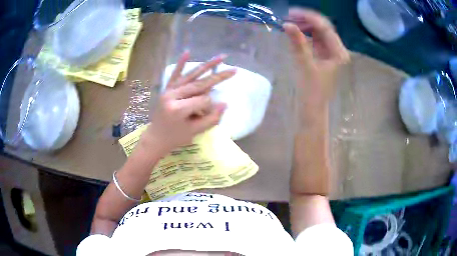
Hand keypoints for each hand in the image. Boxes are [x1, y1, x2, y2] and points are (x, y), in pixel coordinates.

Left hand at [141, 52, 235, 154]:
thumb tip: (225, 104)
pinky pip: (175, 74)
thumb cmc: (175, 138)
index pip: (203, 100)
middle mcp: (173, 96)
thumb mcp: (195, 132)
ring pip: (191, 76)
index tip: (207, 115)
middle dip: (218, 76)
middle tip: (234, 70)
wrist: (156, 137)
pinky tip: (187, 52)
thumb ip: (211, 119)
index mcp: (178, 109)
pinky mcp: (167, 88)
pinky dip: (181, 64)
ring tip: (221, 57)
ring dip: (207, 65)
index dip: (210, 107)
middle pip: (200, 84)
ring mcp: (169, 90)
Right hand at [284, 8, 349, 112]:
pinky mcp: (324, 57)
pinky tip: (296, 32)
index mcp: (338, 53)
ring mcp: (331, 53)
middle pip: (323, 28)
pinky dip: (306, 34)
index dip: (309, 17)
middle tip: (288, 16)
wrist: (312, 109)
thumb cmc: (312, 91)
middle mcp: (337, 51)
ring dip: (305, 26)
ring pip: (319, 33)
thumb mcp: (305, 65)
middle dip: (307, 20)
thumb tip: (287, 24)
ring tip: (290, 22)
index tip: (292, 13)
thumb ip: (298, 43)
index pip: (325, 27)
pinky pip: (316, 40)